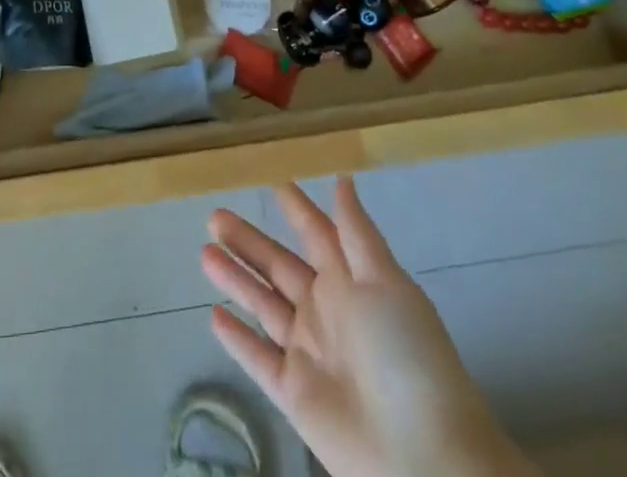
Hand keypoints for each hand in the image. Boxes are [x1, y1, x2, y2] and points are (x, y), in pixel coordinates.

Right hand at [203, 178, 533, 476]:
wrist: (423, 457)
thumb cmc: (406, 355)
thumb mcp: (385, 282)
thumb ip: (356, 233)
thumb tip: (344, 178)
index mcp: (351, 280)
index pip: (316, 233)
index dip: (296, 209)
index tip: (272, 181)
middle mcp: (326, 310)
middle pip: (279, 266)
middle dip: (248, 240)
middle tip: (214, 216)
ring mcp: (308, 352)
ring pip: (263, 305)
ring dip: (235, 279)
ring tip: (204, 252)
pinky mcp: (294, 394)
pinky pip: (258, 360)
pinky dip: (237, 340)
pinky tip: (213, 316)